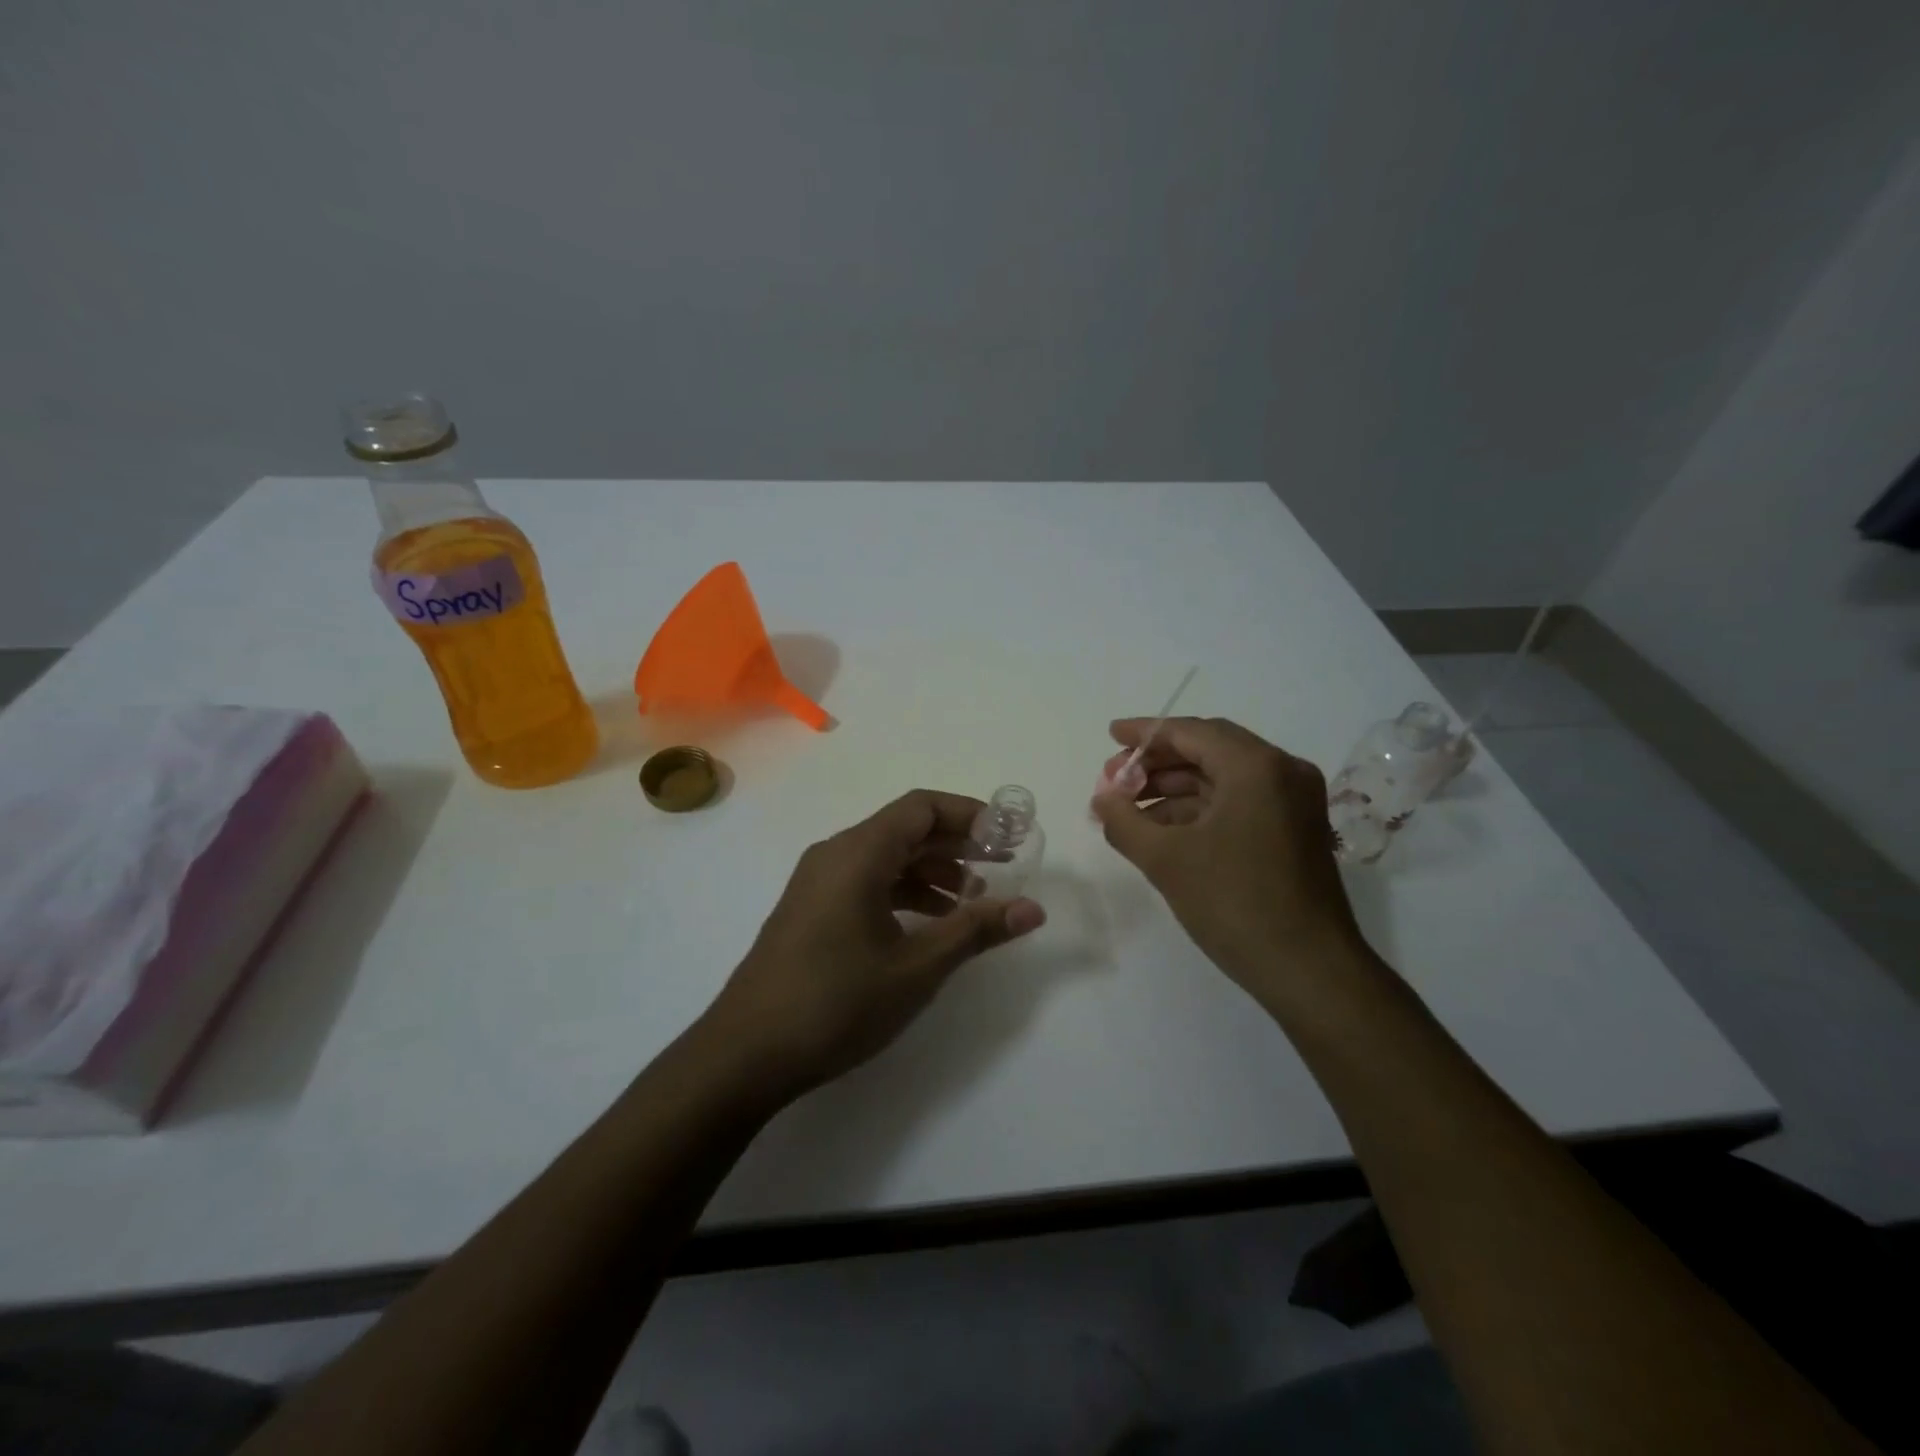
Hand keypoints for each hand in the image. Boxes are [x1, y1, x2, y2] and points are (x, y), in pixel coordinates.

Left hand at [702, 790, 1046, 1101]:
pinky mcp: (811, 909)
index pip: (922, 808)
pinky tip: (929, 924)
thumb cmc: (836, 1002)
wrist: (745, 1054)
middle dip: (956, 844)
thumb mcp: (916, 968)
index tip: (1009, 836)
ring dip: (932, 871)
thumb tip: (1033, 909)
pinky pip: (866, 881)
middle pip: (905, 829)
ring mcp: (818, 882)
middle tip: (1002, 866)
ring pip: (886, 858)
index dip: (970, 815)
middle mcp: (835, 855)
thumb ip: (975, 930)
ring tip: (972, 902)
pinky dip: (904, 892)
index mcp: (857, 853)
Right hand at [1091, 717, 1364, 990]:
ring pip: (1223, 777)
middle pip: (1208, 749)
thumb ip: (1123, 820)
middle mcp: (1282, 771)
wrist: (1309, 971)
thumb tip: (1102, 798)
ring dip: (1175, 788)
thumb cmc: (1234, 904)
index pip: (1191, 732)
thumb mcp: (1165, 859)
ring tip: (1130, 809)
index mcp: (1256, 767)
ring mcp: (1295, 801)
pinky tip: (1164, 830)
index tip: (1110, 735)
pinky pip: (1240, 802)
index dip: (1145, 733)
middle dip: (1157, 763)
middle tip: (1116, 781)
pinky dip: (1200, 809)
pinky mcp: (1296, 829)